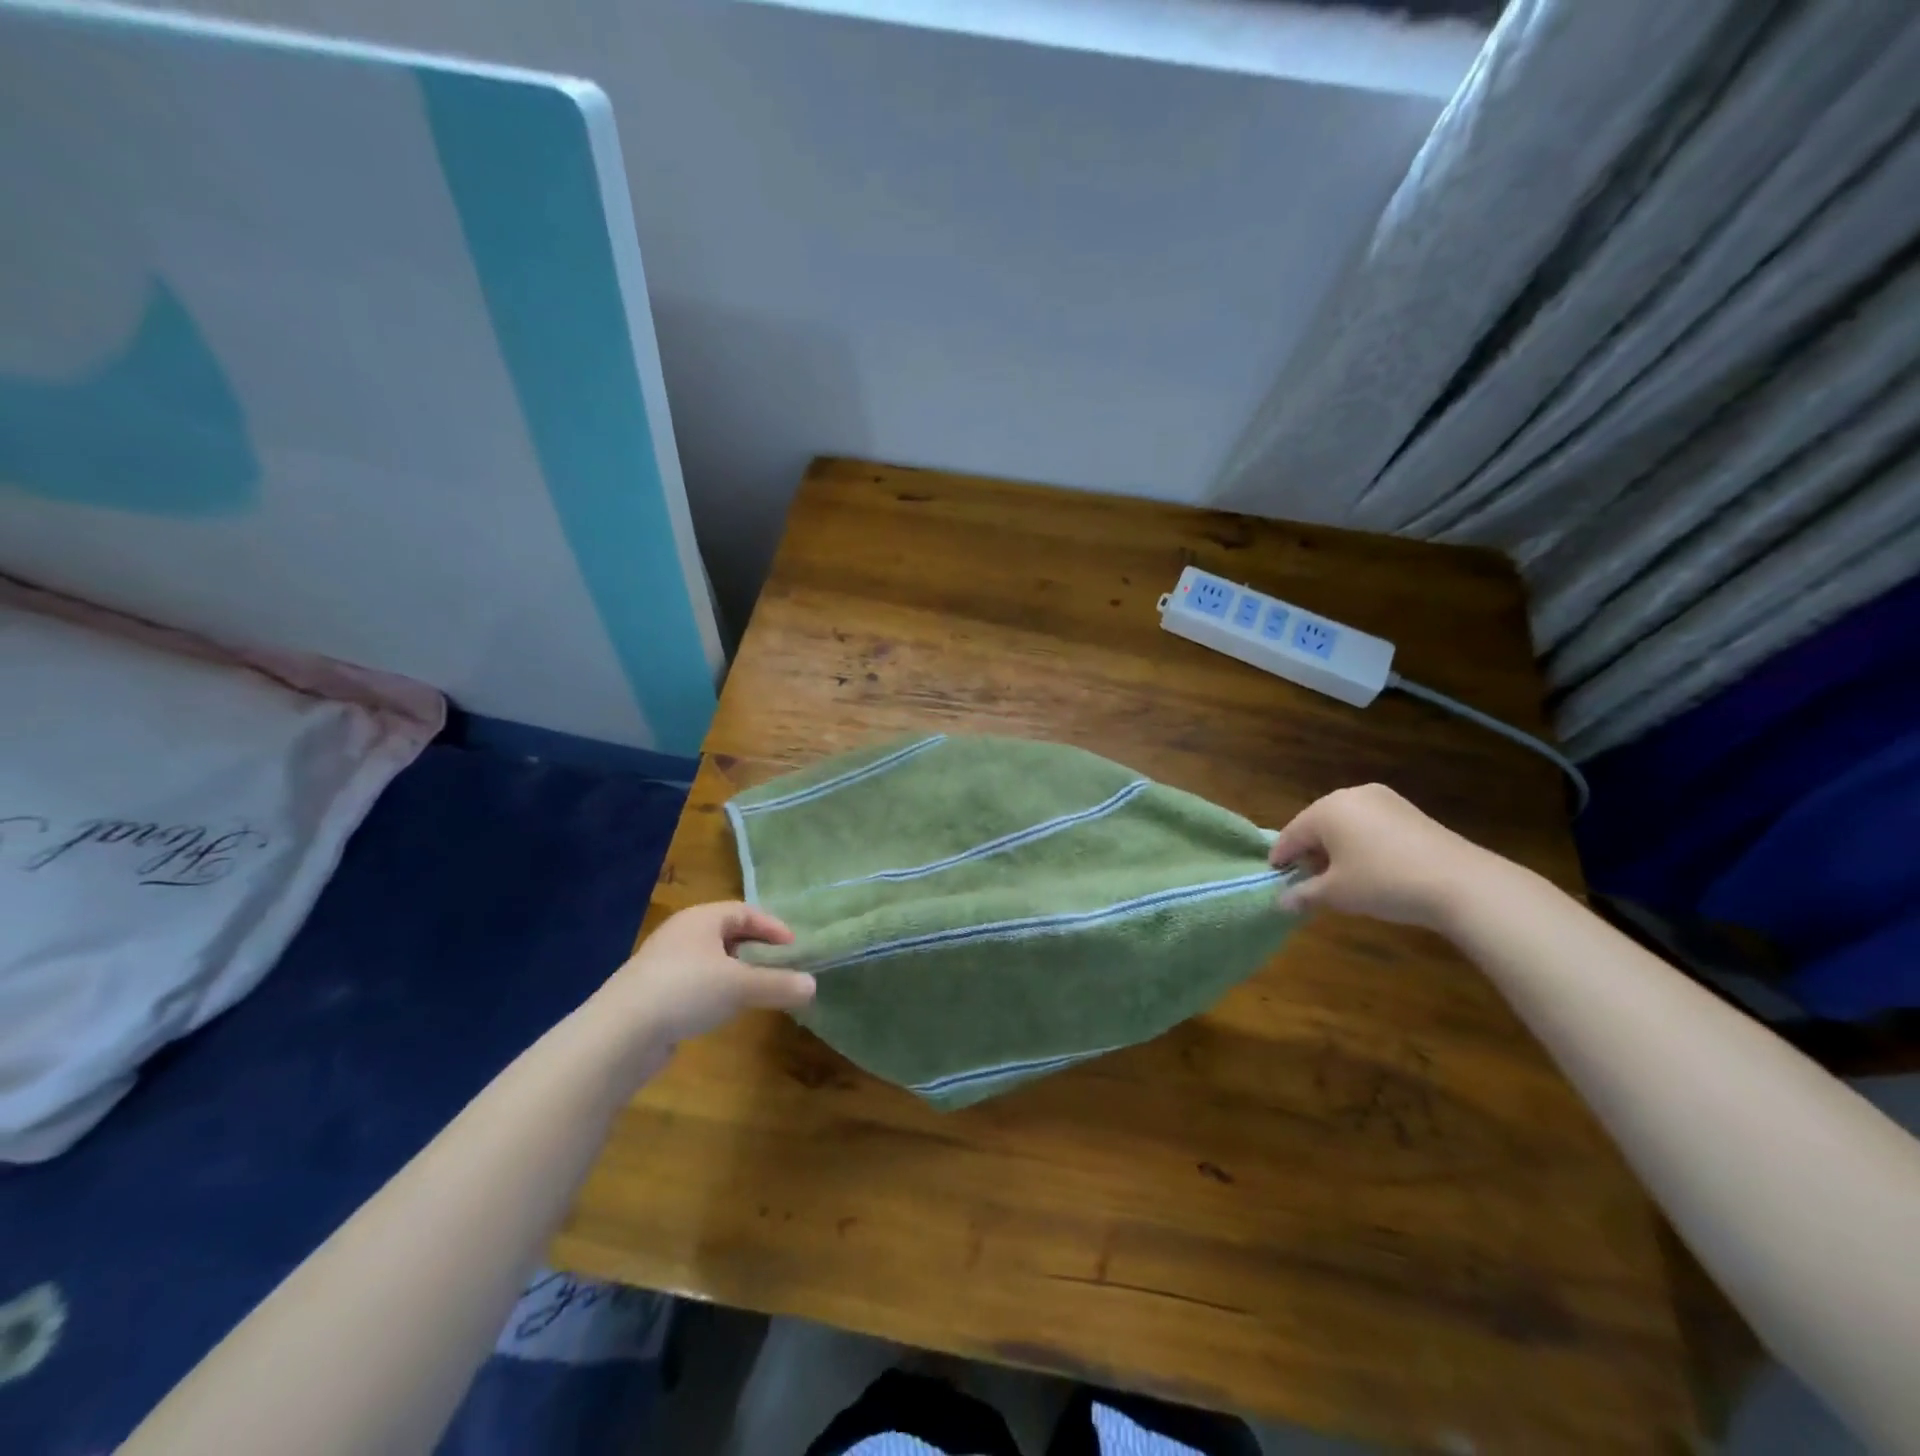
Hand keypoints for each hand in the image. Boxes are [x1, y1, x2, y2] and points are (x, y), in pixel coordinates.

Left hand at [592, 902, 815, 1051]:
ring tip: (755, 987)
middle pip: (726, 932)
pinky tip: (722, 1009)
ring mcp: (663, 964)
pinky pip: (694, 982)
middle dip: (755, 947)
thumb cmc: (685, 991)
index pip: (744, 911)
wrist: (619, 1034)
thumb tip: (813, 986)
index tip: (793, 947)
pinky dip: (714, 989)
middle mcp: (681, 934)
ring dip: (735, 970)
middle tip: (779, 964)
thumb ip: (779, 984)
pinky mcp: (652, 993)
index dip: (772, 926)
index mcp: (701, 919)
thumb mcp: (740, 986)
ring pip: (709, 959)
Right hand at [1268, 784, 1494, 928]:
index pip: (1292, 834)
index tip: (1275, 878)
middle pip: (1318, 825)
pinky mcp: (1408, 810)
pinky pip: (1371, 825)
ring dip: (1336, 848)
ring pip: (1346, 824)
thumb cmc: (1383, 882)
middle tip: (1308, 880)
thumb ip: (1303, 894)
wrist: (1460, 882)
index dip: (1282, 858)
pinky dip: (1362, 843)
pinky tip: (1369, 868)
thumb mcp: (1336, 894)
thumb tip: (1281, 902)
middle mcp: (1351, 795)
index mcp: (1326, 809)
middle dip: (1310, 852)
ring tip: (1340, 877)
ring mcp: (1383, 799)